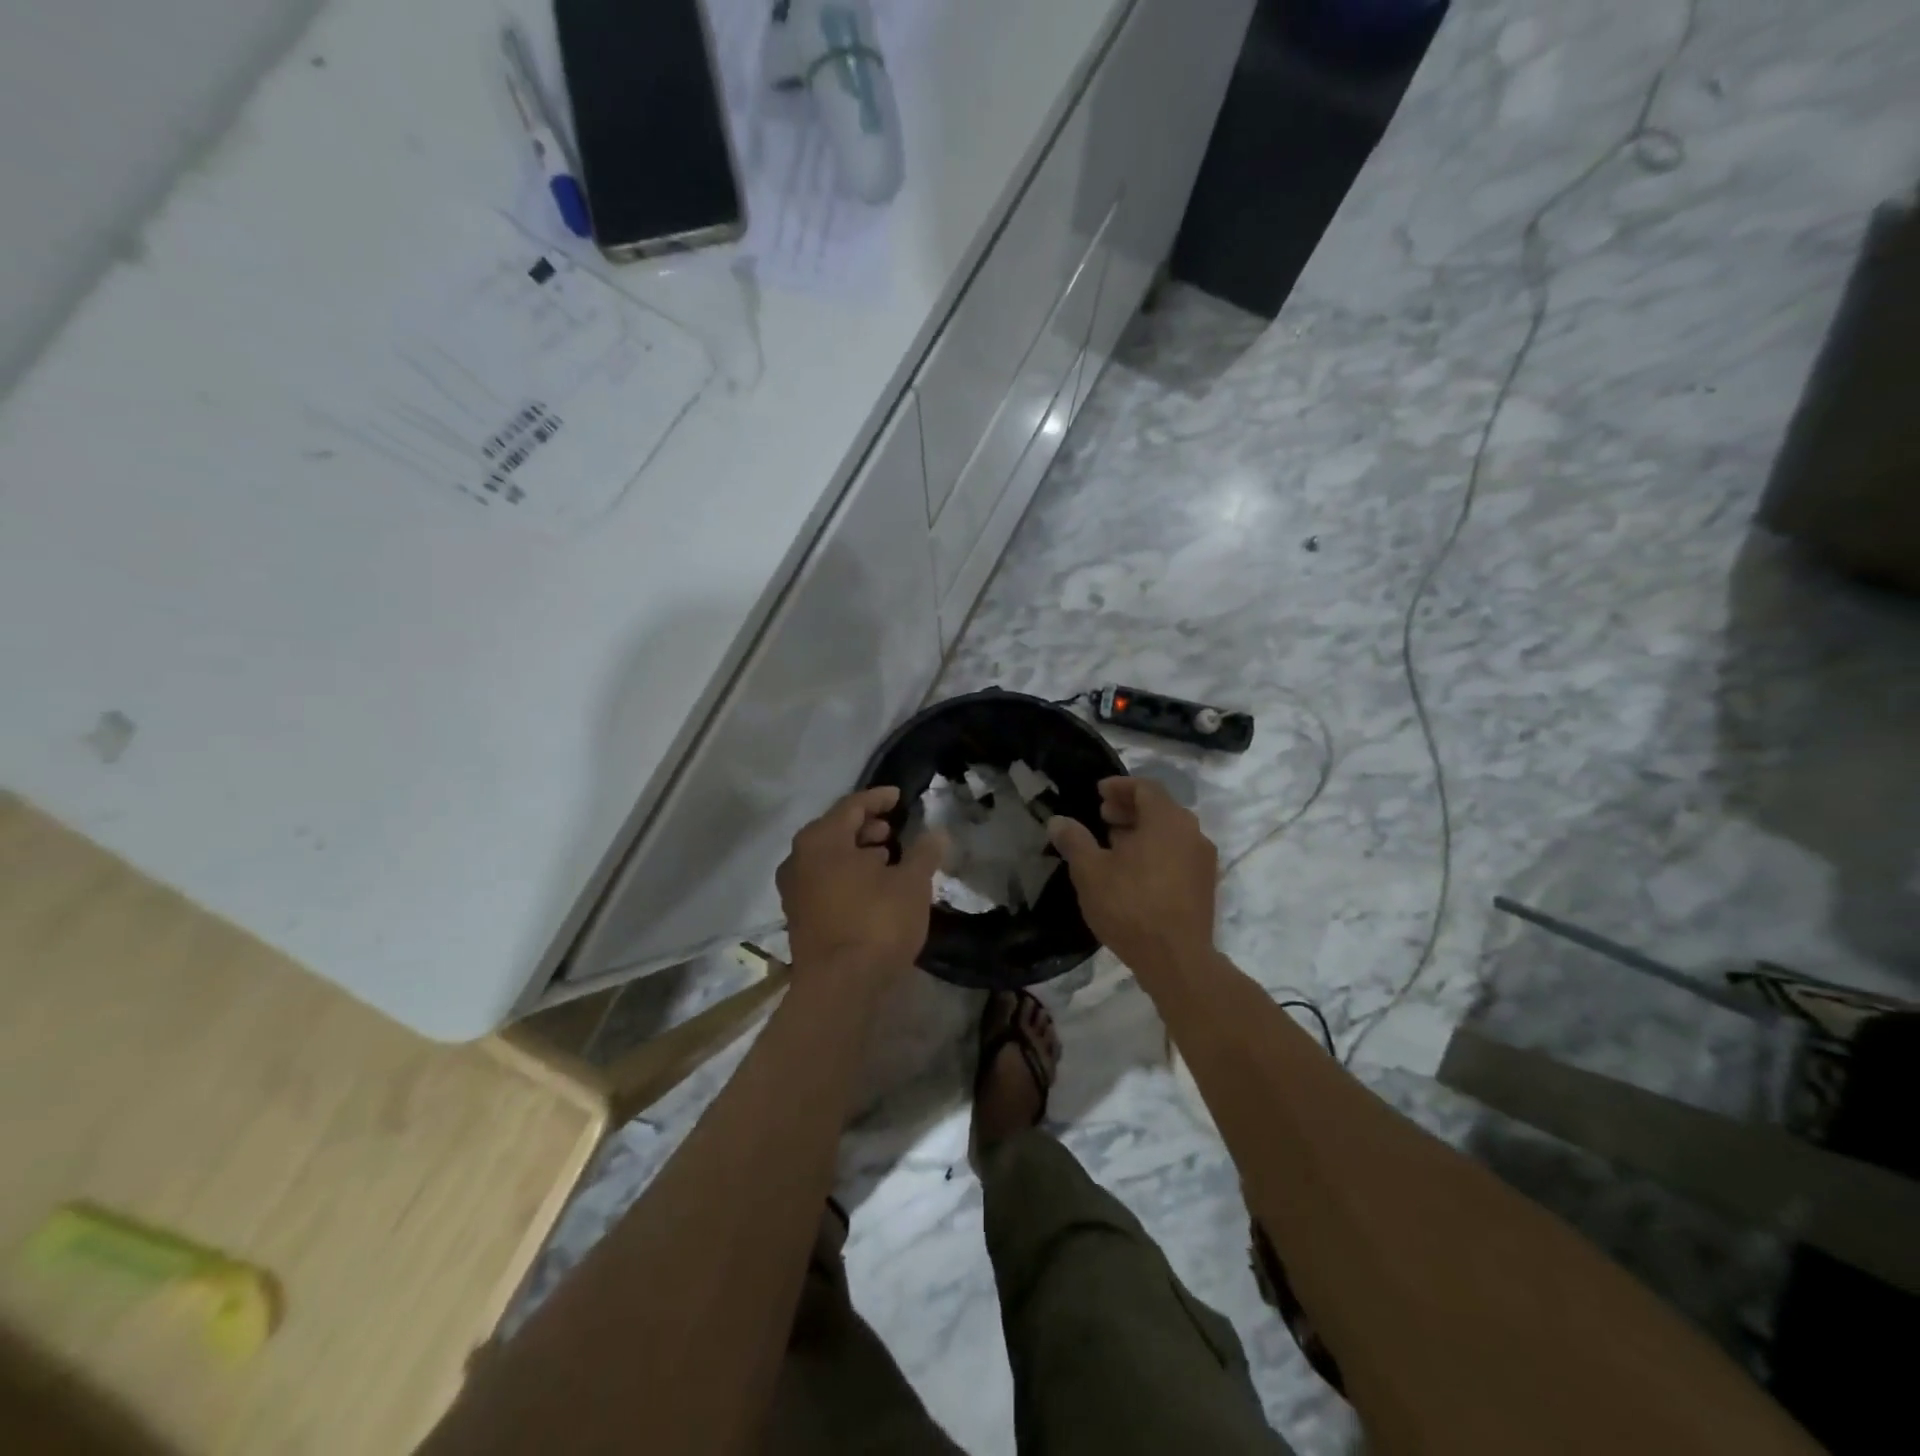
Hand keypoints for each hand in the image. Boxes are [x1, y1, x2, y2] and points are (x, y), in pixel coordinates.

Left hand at [777, 786, 946, 988]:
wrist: (840, 987)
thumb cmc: (876, 923)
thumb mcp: (911, 884)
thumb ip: (924, 853)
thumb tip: (937, 833)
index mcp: (822, 839)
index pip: (852, 805)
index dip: (878, 798)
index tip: (899, 796)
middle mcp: (799, 858)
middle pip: (835, 830)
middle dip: (865, 826)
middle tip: (893, 829)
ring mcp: (794, 889)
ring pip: (828, 857)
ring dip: (856, 852)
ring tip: (886, 856)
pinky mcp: (799, 916)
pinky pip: (824, 880)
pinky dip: (846, 874)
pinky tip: (870, 886)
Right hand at [1047, 777, 1217, 977]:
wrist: (1176, 959)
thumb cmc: (1130, 906)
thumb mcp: (1090, 871)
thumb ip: (1074, 840)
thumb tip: (1058, 821)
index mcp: (1167, 819)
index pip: (1145, 787)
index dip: (1119, 787)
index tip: (1098, 792)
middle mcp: (1192, 832)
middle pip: (1160, 808)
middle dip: (1129, 808)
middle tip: (1102, 817)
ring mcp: (1203, 860)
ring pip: (1170, 832)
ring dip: (1142, 830)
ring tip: (1114, 844)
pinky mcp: (1205, 885)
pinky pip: (1178, 853)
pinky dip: (1157, 850)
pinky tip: (1134, 871)